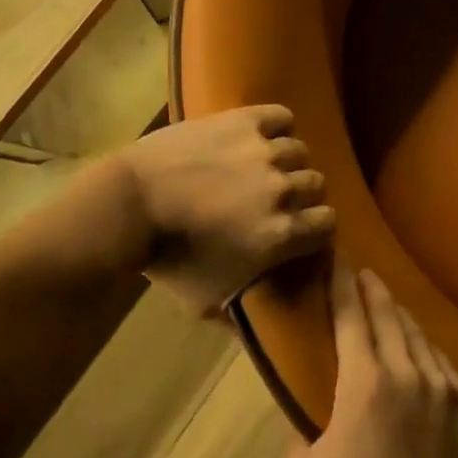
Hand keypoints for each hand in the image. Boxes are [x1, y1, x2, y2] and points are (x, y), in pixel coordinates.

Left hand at [117, 105, 334, 315]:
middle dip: (300, 193)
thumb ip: (239, 319)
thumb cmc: (168, 260)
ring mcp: (264, 152)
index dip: (315, 226)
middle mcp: (283, 190)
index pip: (328, 223)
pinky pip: (280, 116)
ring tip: (263, 166)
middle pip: (316, 184)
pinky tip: (261, 136)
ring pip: (299, 150)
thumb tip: (259, 341)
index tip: (299, 227)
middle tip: (274, 197)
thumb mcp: (205, 303)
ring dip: (286, 160)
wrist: (130, 206)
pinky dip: (276, 124)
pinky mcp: (244, 122)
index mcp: (282, 234)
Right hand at [287, 266, 457, 457]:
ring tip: (389, 304)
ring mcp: (441, 385)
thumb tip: (302, 427)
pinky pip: (441, 361)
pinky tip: (422, 349)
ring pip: (417, 334)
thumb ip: (300, 444)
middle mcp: (405, 370)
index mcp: (364, 381)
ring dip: (399, 314)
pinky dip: (425, 347)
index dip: (341, 284)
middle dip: (372, 289)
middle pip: (388, 315)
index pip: (349, 317)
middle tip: (363, 272)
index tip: (337, 258)